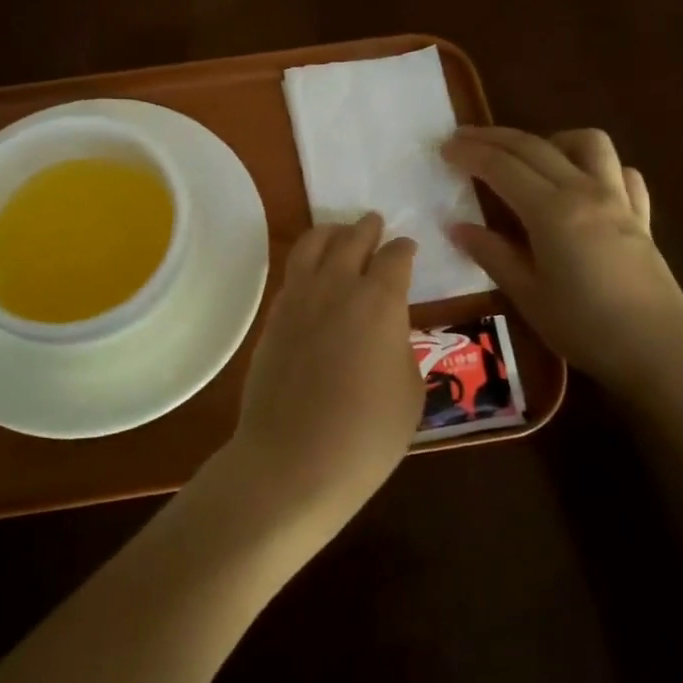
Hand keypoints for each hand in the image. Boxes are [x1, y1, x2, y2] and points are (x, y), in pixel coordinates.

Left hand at [215, 213, 423, 543]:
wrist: (293, 460)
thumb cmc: (366, 434)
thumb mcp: (409, 392)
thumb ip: (401, 348)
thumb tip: (387, 333)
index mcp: (380, 301)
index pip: (395, 258)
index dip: (404, 249)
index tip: (407, 247)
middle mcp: (337, 286)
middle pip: (352, 240)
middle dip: (367, 228)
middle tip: (374, 223)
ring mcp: (299, 299)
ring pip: (313, 245)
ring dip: (331, 233)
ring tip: (339, 231)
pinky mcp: (273, 318)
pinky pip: (292, 274)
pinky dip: (306, 261)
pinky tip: (312, 272)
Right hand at [441, 126, 682, 392]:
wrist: (659, 351)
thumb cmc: (584, 327)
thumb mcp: (527, 295)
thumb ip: (492, 254)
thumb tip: (457, 227)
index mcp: (551, 210)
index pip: (502, 167)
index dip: (470, 153)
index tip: (444, 147)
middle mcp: (585, 191)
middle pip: (535, 146)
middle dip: (494, 137)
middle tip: (464, 138)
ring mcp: (618, 200)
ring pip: (588, 143)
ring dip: (552, 139)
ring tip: (530, 158)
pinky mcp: (641, 216)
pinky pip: (621, 172)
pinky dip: (597, 167)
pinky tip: (583, 185)